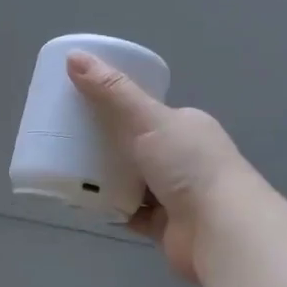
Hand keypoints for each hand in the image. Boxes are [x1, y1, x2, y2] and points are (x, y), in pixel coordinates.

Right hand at [67, 52, 250, 281]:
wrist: (218, 230)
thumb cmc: (188, 166)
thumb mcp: (147, 119)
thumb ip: (111, 92)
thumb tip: (73, 56)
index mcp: (186, 127)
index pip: (149, 112)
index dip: (118, 108)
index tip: (83, 107)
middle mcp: (184, 158)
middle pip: (137, 147)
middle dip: (106, 146)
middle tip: (68, 141)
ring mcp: (176, 194)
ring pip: (132, 181)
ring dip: (106, 179)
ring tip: (69, 171)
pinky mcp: (165, 225)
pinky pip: (130, 212)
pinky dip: (110, 208)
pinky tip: (85, 203)